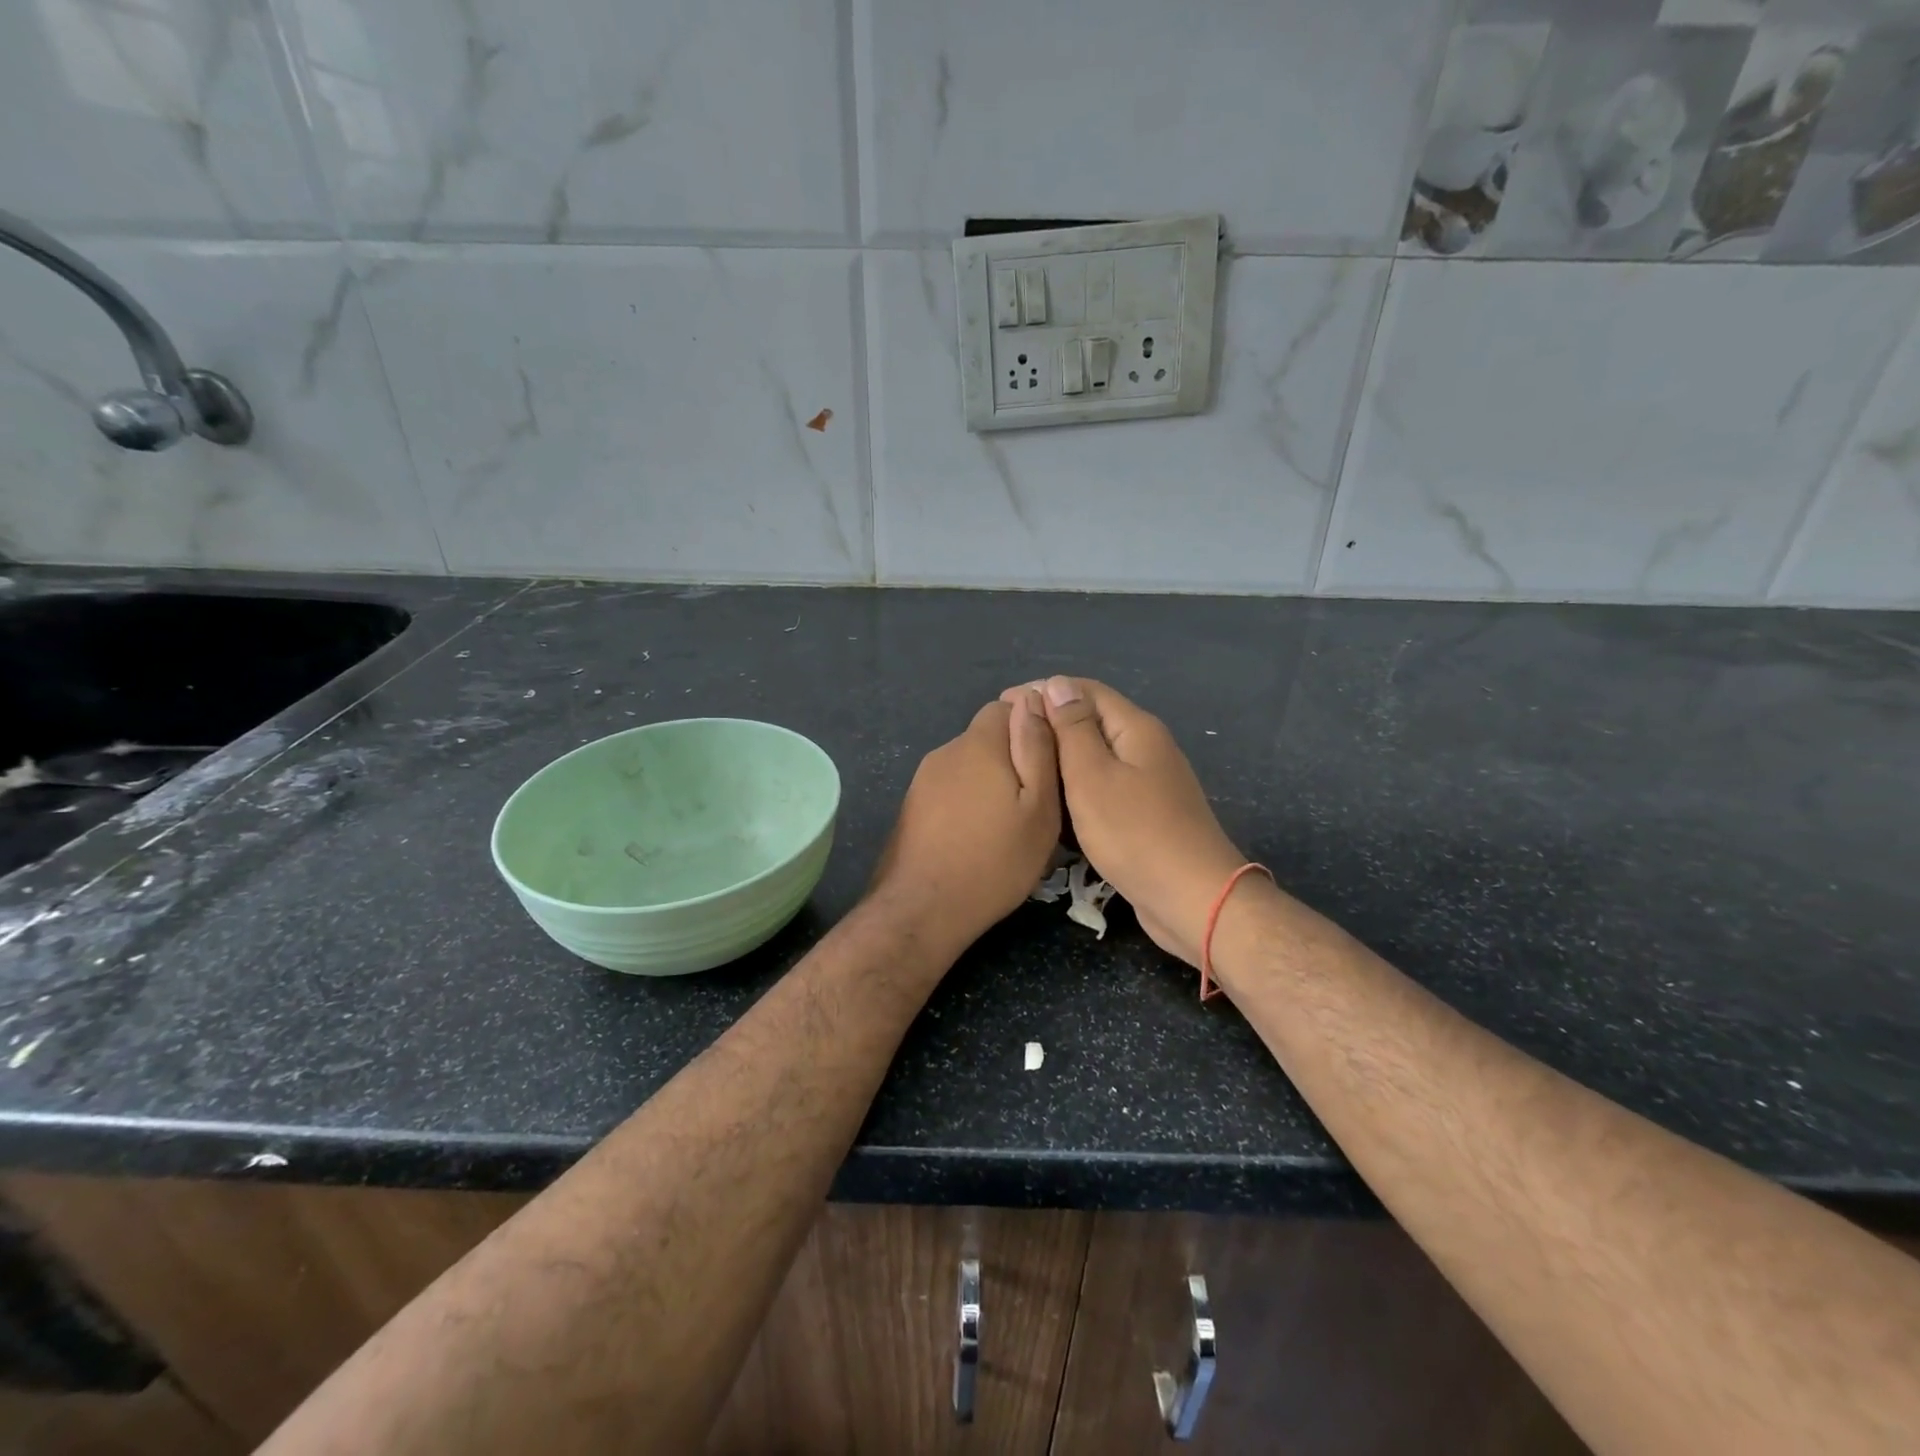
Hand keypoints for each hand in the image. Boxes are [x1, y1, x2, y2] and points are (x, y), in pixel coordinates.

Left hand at [867, 691, 1061, 952]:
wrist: (924, 908)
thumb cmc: (995, 860)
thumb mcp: (1038, 807)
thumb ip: (1037, 748)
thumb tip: (1032, 698)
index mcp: (979, 744)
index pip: (1008, 705)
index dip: (1034, 726)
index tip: (1053, 760)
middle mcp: (947, 751)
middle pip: (988, 736)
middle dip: (1013, 757)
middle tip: (1036, 801)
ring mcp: (924, 779)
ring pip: (969, 764)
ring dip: (990, 782)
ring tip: (1009, 824)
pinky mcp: (913, 805)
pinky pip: (951, 788)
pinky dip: (969, 802)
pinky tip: (978, 836)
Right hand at [1013, 676, 1245, 966]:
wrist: (1192, 898)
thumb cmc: (1135, 833)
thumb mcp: (1092, 775)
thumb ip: (1073, 728)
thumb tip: (1058, 684)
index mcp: (1136, 728)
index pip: (1085, 690)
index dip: (1044, 690)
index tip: (1005, 703)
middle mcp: (1146, 746)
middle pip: (1092, 720)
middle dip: (1050, 723)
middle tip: (1007, 740)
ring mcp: (1150, 781)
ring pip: (1097, 756)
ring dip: (1062, 757)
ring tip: (1024, 768)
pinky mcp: (1147, 812)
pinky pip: (1105, 785)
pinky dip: (1077, 786)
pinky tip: (1054, 801)